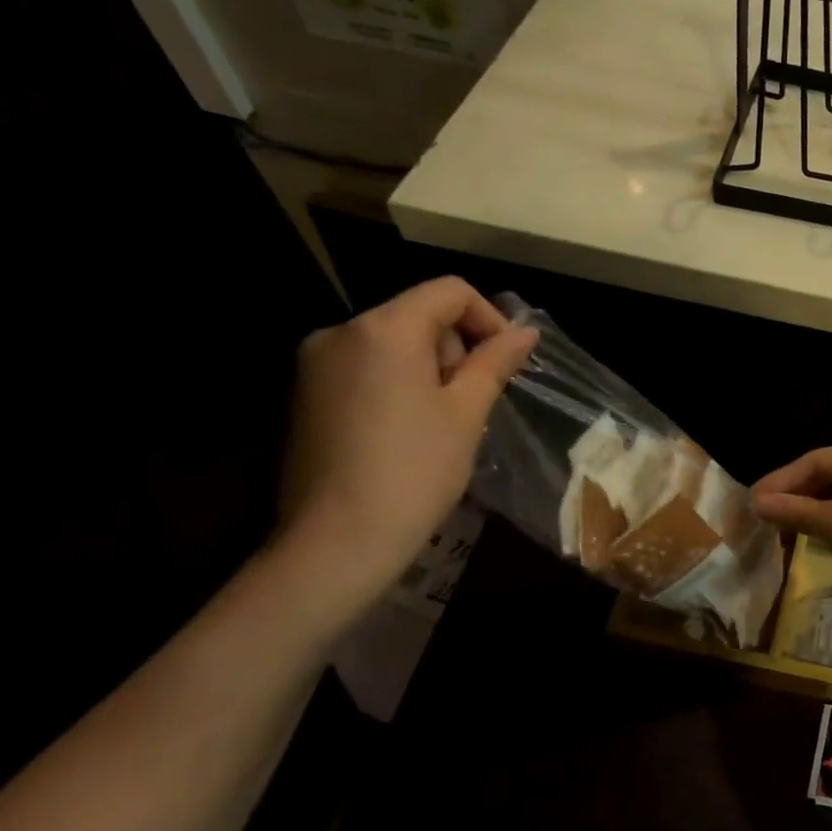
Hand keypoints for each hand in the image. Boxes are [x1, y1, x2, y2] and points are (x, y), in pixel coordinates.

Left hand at [278, 277, 536, 608]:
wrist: (338, 539)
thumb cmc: (416, 469)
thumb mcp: (467, 412)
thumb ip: (495, 362)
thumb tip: (526, 333)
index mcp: (384, 329)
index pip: (449, 291)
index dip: (489, 318)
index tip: (506, 363)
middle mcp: (341, 332)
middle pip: (419, 314)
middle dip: (456, 349)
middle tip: (472, 403)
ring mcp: (315, 363)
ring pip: (393, 343)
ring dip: (430, 369)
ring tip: (444, 423)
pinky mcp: (305, 394)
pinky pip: (366, 368)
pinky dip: (398, 384)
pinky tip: (408, 432)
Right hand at [752, 447, 831, 600]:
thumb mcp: (828, 523)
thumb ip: (791, 509)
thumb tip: (757, 503)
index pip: (818, 460)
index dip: (783, 479)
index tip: (755, 498)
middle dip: (799, 492)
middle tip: (767, 510)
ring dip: (816, 507)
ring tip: (786, 523)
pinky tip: (818, 534)